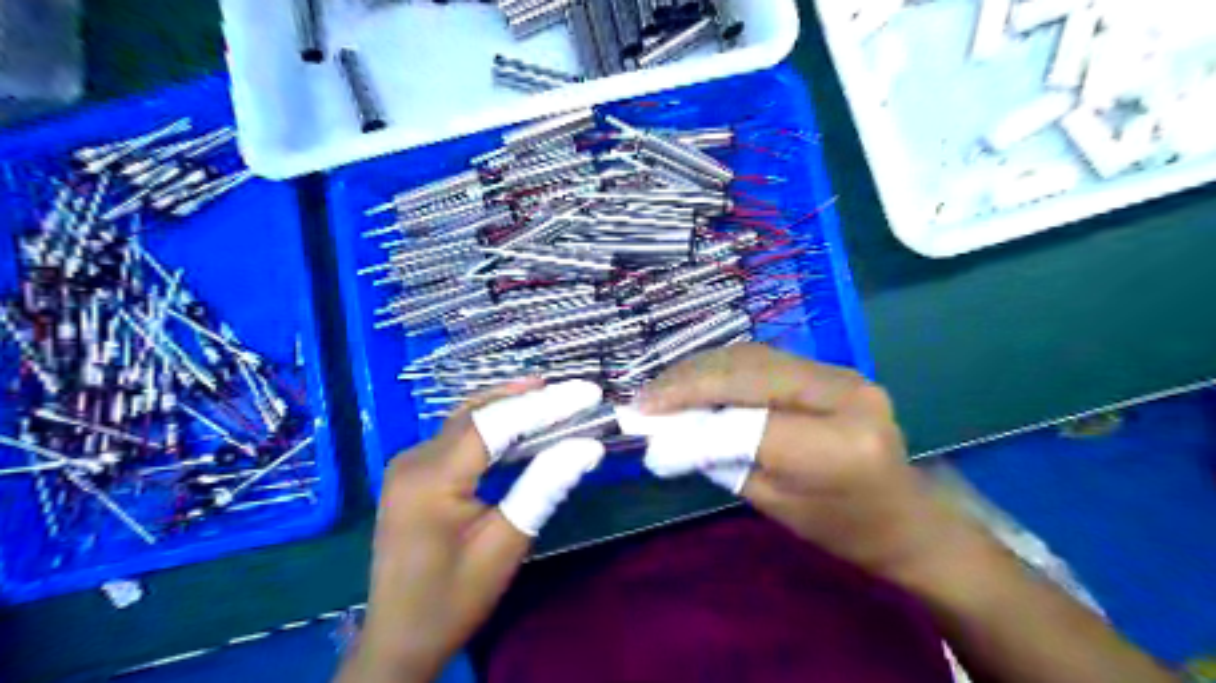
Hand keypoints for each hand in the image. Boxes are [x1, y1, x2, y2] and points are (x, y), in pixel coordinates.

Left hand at [338, 379, 605, 681]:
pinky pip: (458, 436)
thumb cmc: (454, 598)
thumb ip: (544, 487)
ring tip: (555, 396)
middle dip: (529, 398)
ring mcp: (409, 463)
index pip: (495, 423)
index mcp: (431, 478)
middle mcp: (414, 459)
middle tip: (576, 391)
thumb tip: (588, 446)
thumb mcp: (505, 545)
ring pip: (467, 418)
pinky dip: (493, 425)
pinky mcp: (414, 472)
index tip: (588, 392)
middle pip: (478, 413)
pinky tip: (520, 424)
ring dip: (510, 405)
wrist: (399, 639)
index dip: (544, 404)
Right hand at [640, 345, 954, 578]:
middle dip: (689, 379)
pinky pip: (768, 360)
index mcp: (837, 445)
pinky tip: (699, 379)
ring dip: (702, 367)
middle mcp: (844, 395)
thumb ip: (722, 458)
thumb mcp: (773, 503)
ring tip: (664, 386)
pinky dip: (726, 368)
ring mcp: (844, 374)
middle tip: (646, 395)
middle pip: (749, 371)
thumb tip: (668, 430)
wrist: (906, 517)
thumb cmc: (841, 528)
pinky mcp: (835, 370)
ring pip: (755, 356)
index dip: (689, 410)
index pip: (746, 418)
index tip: (643, 414)